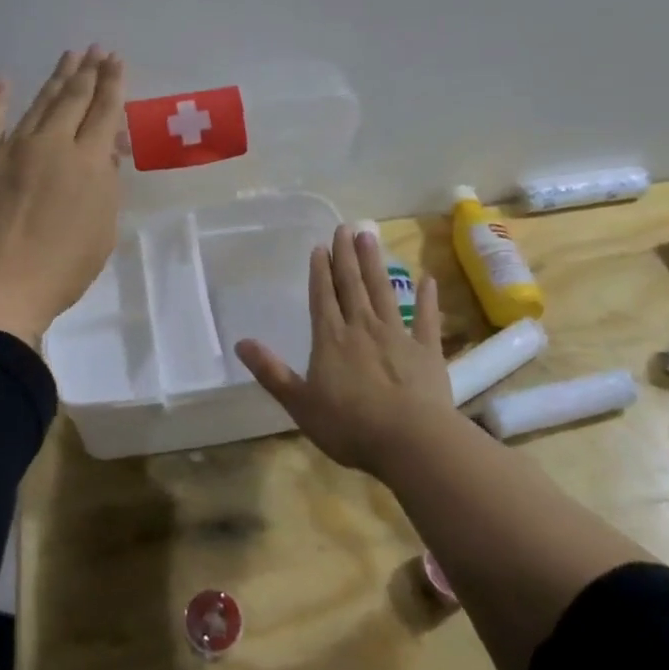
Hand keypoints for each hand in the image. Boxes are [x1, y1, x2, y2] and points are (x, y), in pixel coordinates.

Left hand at [0, 47, 126, 349]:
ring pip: (38, 103)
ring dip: (55, 78)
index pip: (104, 111)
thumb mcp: (102, 228)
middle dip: (88, 71)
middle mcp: (52, 144)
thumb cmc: (61, 268)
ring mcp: (11, 147)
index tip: (116, 60)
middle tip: (96, 49)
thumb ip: (104, 184)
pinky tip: (3, 79)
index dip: (112, 84)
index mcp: (88, 162)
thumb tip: (102, 151)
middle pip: (73, 98)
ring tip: (68, 57)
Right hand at [236, 225, 456, 476]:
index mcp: (331, 339)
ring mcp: (397, 336)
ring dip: (375, 264)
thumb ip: (271, 372)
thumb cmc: (349, 426)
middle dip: (346, 256)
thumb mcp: (300, 403)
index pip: (322, 297)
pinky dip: (427, 299)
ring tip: (370, 237)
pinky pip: (426, 319)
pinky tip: (428, 279)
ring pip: (383, 292)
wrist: (410, 441)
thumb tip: (240, 343)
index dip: (319, 271)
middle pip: (352, 285)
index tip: (320, 246)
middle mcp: (362, 327)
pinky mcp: (427, 351)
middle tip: (345, 227)